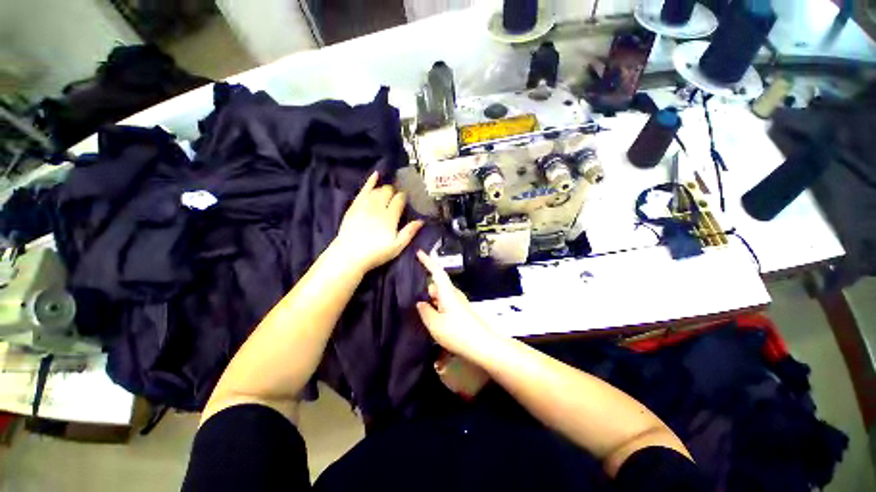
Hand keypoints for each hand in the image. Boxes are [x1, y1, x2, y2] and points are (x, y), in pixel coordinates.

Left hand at [334, 171, 423, 273]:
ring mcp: (364, 205)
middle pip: (388, 191)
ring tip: (389, 192)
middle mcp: (378, 207)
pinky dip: (370, 182)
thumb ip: (409, 232)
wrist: (349, 256)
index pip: (399, 199)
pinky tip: (376, 175)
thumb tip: (421, 221)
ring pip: (377, 190)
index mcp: (390, 217)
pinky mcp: (354, 206)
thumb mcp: (397, 247)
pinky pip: (363, 190)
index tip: (406, 199)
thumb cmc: (376, 253)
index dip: (404, 197)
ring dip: (384, 189)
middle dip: (395, 191)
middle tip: (397, 198)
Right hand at [415, 250, 497, 357]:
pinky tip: (430, 318)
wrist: (483, 346)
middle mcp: (453, 294)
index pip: (436, 271)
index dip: (427, 261)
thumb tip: (420, 302)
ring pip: (439, 296)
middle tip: (409, 294)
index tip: (418, 252)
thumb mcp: (435, 324)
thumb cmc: (458, 333)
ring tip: (417, 310)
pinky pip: (444, 304)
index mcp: (447, 292)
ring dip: (430, 300)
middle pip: (436, 285)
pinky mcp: (460, 312)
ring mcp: (458, 303)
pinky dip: (435, 307)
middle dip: (424, 288)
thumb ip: (425, 311)